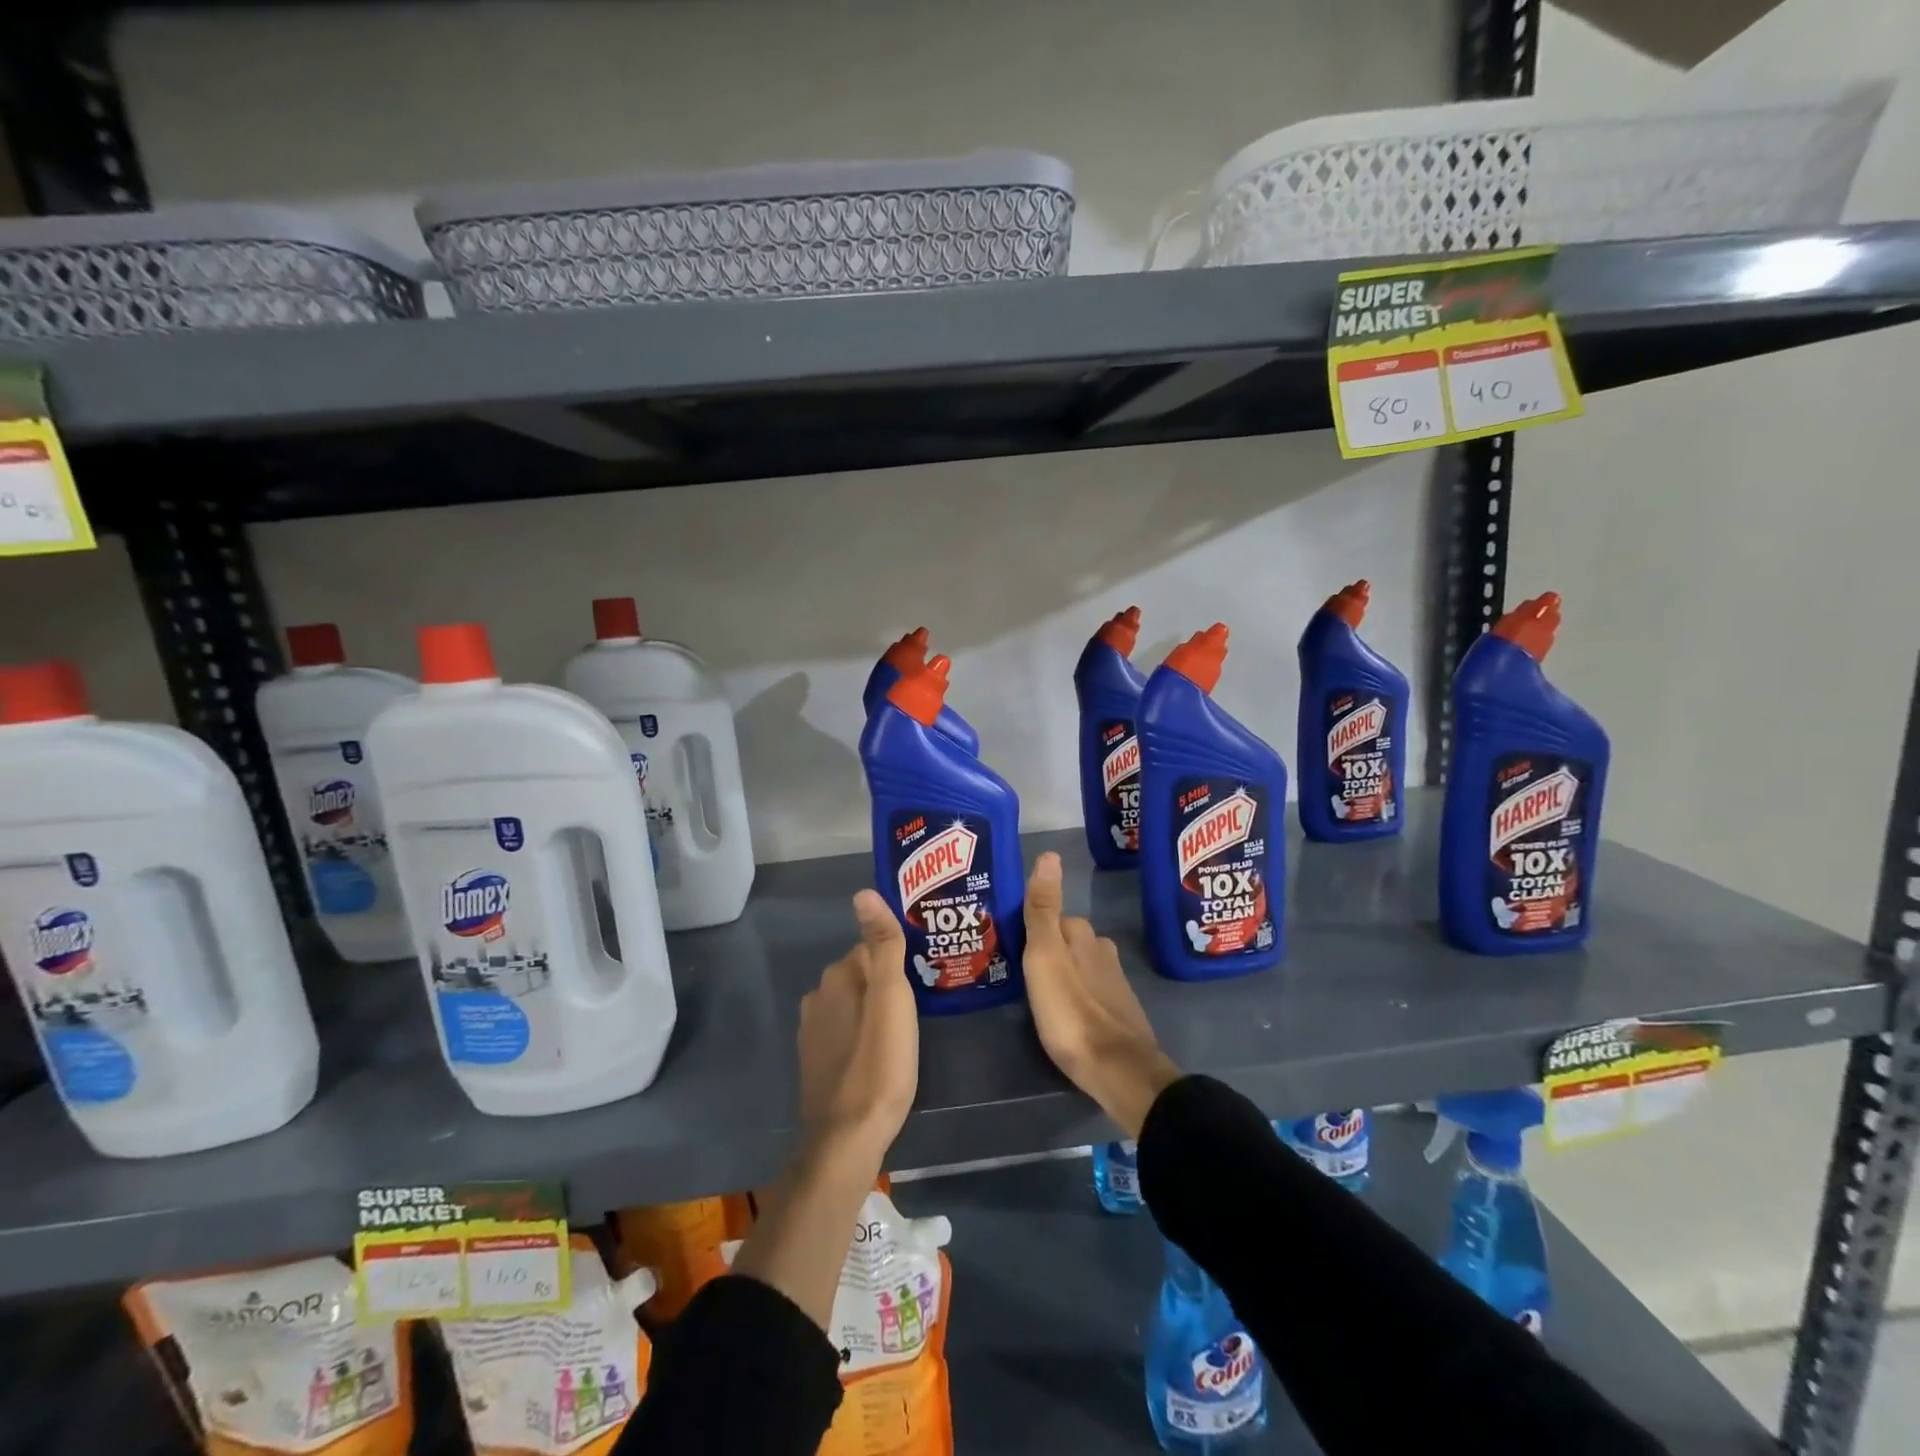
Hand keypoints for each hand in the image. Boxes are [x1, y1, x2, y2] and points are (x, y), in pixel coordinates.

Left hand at [733, 891, 917, 1330]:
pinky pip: (846, 1033)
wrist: (847, 1140)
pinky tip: (883, 1054)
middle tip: (923, 1002)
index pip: (871, 949)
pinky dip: (864, 1035)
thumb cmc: (878, 1064)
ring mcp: (813, 1033)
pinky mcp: (816, 1063)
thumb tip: (864, 892)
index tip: (925, 973)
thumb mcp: (891, 999)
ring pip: (853, 1006)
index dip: (900, 960)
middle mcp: (817, 998)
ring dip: (876, 1010)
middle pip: (861, 976)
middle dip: (887, 983)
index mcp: (836, 978)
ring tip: (909, 1028)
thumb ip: (882, 945)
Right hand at [1022, 852, 1180, 1137]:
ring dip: (1062, 973)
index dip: (1030, 929)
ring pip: (1080, 965)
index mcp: (1082, 935)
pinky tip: (1064, 1012)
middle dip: (1047, 950)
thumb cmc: (1070, 1011)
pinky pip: (1091, 991)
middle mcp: (1101, 950)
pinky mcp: (1119, 1011)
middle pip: (1067, 941)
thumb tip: (1050, 854)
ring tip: (1037, 993)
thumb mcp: (1044, 956)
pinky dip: (1076, 995)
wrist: (1116, 1069)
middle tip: (1019, 970)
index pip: (1052, 917)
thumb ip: (1043, 909)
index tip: (1009, 944)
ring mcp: (1114, 981)